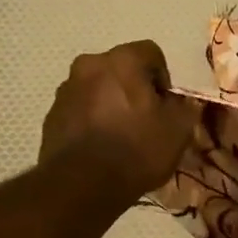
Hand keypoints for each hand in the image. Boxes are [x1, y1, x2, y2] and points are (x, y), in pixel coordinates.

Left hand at [39, 40, 195, 208]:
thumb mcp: (178, 130)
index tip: (165, 106)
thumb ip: (186, 107)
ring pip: (97, 88)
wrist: (84, 185)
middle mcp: (89, 65)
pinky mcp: (51, 116)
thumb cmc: (137, 149)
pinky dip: (91, 121)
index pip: (151, 52)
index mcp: (123, 60)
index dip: (163, 78)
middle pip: (120, 69)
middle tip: (145, 120)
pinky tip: (101, 147)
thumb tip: (183, 101)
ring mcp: (66, 90)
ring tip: (121, 136)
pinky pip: (80, 110)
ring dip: (110, 103)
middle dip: (134, 89)